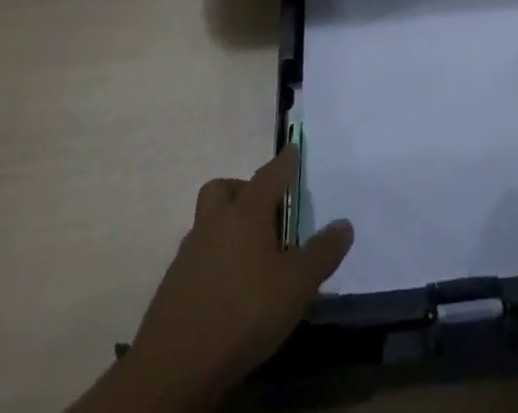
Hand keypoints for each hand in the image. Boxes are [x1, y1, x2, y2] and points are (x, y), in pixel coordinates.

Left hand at [100, 145, 353, 411]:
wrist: (174, 368)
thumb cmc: (243, 313)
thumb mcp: (297, 286)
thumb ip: (322, 253)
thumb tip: (344, 224)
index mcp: (246, 212)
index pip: (270, 174)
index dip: (285, 162)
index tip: (293, 150)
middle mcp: (214, 222)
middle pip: (225, 189)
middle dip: (244, 191)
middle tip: (266, 212)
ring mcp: (189, 253)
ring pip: (209, 222)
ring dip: (228, 227)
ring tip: (252, 256)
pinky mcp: (173, 285)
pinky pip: (198, 256)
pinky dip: (214, 260)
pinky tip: (229, 287)